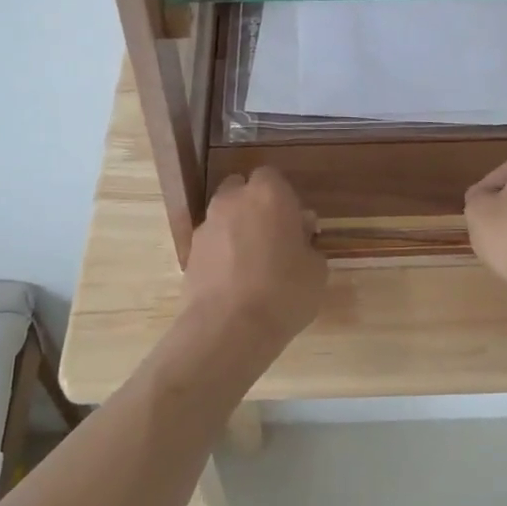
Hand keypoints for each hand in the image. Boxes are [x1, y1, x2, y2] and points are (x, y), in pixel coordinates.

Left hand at [182, 169, 327, 344]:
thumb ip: (308, 244)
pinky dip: (222, 254)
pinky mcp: (190, 252)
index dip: (284, 199)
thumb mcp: (317, 270)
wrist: (228, 328)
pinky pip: (212, 243)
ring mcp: (206, 225)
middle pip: (242, 190)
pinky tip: (234, 281)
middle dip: (255, 207)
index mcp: (269, 194)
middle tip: (273, 238)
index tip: (295, 224)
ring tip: (253, 264)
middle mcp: (233, 200)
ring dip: (237, 230)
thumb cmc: (284, 292)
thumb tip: (299, 237)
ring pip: (224, 216)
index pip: (273, 177)